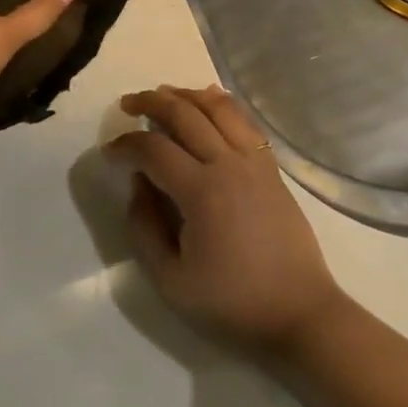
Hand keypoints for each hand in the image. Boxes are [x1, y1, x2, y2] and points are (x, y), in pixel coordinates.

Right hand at [105, 85, 345, 359]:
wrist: (299, 312)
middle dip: (151, 102)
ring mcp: (255, 161)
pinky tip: (208, 98)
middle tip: (127, 104)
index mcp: (201, 191)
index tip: (109, 152)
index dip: (126, 145)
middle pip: (185, 114)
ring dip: (186, 95)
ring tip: (163, 94)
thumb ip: (144, 227)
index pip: (153, 149)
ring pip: (218, 108)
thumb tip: (138, 184)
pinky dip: (222, 103)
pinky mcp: (271, 167)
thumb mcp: (170, 280)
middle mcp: (229, 163)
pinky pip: (244, 121)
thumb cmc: (231, 303)